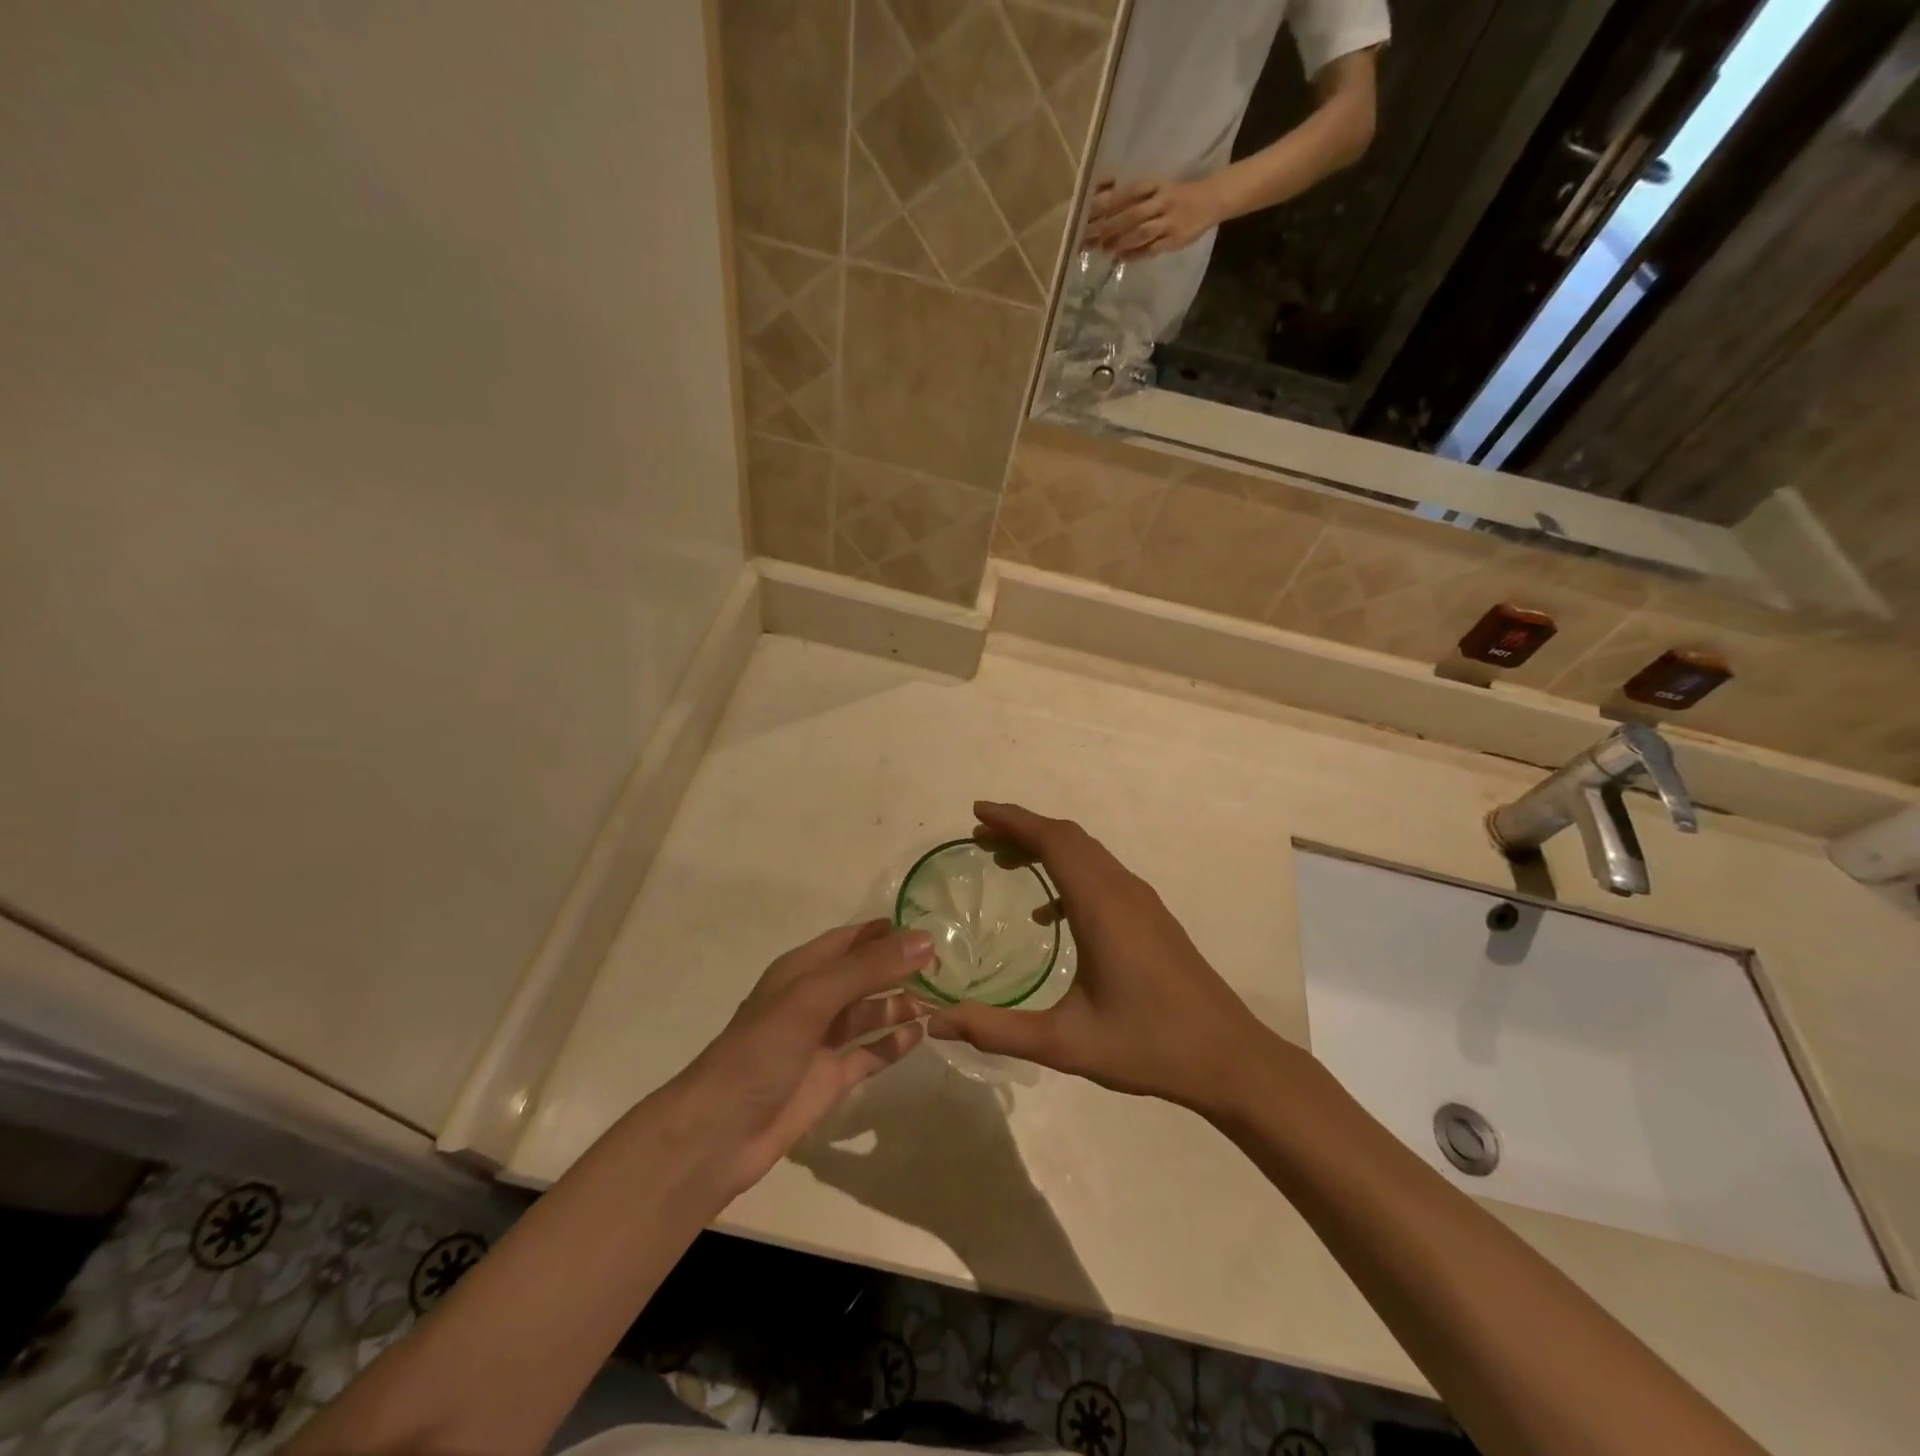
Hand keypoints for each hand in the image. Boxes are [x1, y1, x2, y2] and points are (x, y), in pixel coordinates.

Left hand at [669, 921, 932, 1196]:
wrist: (719, 1133)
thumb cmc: (762, 1051)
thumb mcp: (814, 998)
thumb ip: (869, 968)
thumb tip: (925, 940)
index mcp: (802, 971)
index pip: (852, 940)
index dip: (887, 932)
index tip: (932, 929)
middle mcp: (815, 1000)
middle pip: (865, 975)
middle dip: (900, 968)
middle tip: (947, 967)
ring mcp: (823, 1041)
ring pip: (871, 1012)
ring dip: (901, 1004)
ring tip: (942, 1000)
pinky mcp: (832, 1078)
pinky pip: (871, 1052)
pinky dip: (894, 1043)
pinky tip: (921, 1035)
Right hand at [927, 802, 1275, 1110]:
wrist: (1229, 1058)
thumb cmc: (1148, 1046)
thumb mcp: (1065, 1044)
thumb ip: (997, 1030)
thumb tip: (936, 1022)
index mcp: (1101, 905)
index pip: (1053, 841)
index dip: (1013, 820)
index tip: (977, 813)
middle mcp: (1123, 891)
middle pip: (1069, 838)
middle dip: (1023, 829)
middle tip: (981, 837)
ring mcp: (1143, 902)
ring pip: (1088, 853)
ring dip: (1047, 847)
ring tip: (1006, 861)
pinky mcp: (1153, 917)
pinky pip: (1102, 875)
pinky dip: (1069, 873)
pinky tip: (1049, 913)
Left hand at [1084, 176, 1223, 259]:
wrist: (1210, 200)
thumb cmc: (1176, 195)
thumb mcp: (1157, 188)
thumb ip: (1134, 195)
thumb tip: (1103, 200)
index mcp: (1156, 185)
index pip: (1128, 192)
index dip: (1108, 203)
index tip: (1088, 213)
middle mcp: (1162, 201)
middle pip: (1132, 214)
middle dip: (1109, 226)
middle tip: (1090, 237)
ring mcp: (1169, 222)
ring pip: (1141, 232)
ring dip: (1120, 242)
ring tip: (1103, 249)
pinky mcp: (1174, 240)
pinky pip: (1151, 249)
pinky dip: (1134, 254)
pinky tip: (1120, 259)